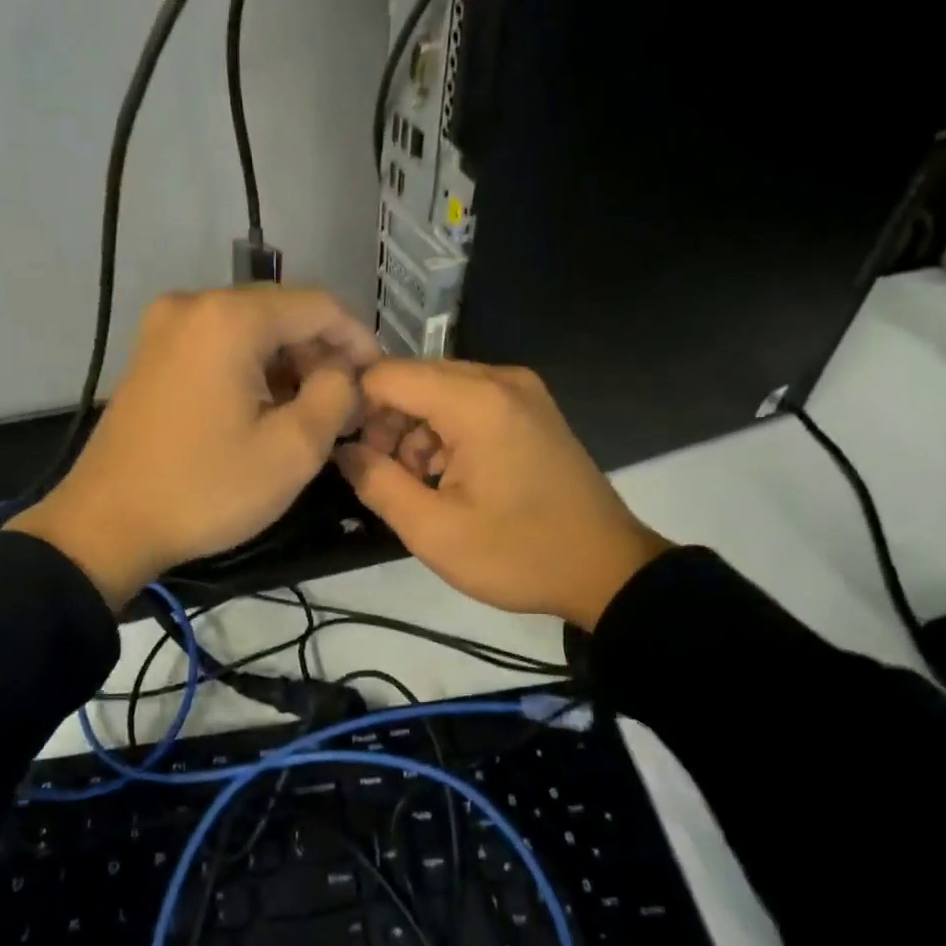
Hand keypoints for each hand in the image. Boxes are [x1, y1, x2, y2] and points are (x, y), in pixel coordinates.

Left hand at [7, 288, 377, 607]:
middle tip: (346, 405)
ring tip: (311, 412)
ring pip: (249, 331)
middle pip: (281, 313)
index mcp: (229, 318)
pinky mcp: (151, 356)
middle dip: (321, 354)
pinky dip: (252, 370)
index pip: (318, 305)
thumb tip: (343, 371)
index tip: (378, 381)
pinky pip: (218, 347)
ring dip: (288, 364)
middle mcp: (193, 305)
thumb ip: (336, 396)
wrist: (107, 524)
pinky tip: (265, 409)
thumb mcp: (292, 450)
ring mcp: (164, 328)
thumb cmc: (206, 489)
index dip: (358, 340)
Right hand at [334, 360, 669, 629]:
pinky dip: (446, 434)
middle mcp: (500, 379)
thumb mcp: (433, 531)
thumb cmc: (518, 554)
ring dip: (415, 432)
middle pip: (414, 379)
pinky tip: (448, 477)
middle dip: (386, 423)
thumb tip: (344, 450)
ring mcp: (521, 392)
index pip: (387, 375)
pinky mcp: (531, 410)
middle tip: (378, 475)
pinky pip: (470, 405)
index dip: (353, 405)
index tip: (339, 446)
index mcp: (476, 401)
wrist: (606, 570)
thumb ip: (376, 483)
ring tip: (417, 485)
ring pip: (440, 392)